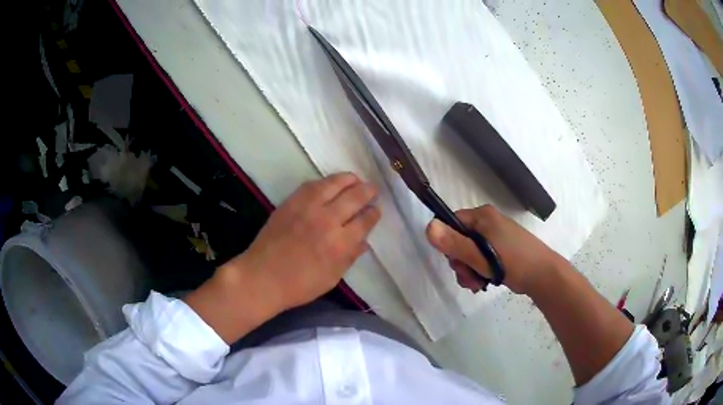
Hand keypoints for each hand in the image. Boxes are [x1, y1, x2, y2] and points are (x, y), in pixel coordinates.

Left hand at [232, 172, 379, 310]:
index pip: (365, 221)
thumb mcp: (332, 278)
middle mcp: (327, 221)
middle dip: (368, 191)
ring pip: (335, 184)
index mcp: (340, 244)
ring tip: (356, 179)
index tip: (376, 210)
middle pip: (355, 197)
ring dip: (349, 179)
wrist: (262, 277)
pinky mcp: (291, 202)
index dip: (374, 214)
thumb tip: (365, 242)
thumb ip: (350, 257)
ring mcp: (308, 208)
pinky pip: (313, 185)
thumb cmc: (299, 285)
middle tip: (372, 190)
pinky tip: (331, 183)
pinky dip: (326, 181)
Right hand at [425, 205, 562, 294]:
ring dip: (468, 270)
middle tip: (469, 277)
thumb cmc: (513, 262)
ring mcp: (495, 236)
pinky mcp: (501, 250)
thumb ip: (453, 243)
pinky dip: (479, 271)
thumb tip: (427, 227)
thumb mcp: (480, 255)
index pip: (452, 223)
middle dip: (460, 262)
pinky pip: (481, 258)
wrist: (543, 275)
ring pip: (470, 252)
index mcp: (482, 216)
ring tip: (477, 284)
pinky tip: (483, 283)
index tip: (456, 261)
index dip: (448, 243)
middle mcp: (488, 223)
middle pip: (460, 240)